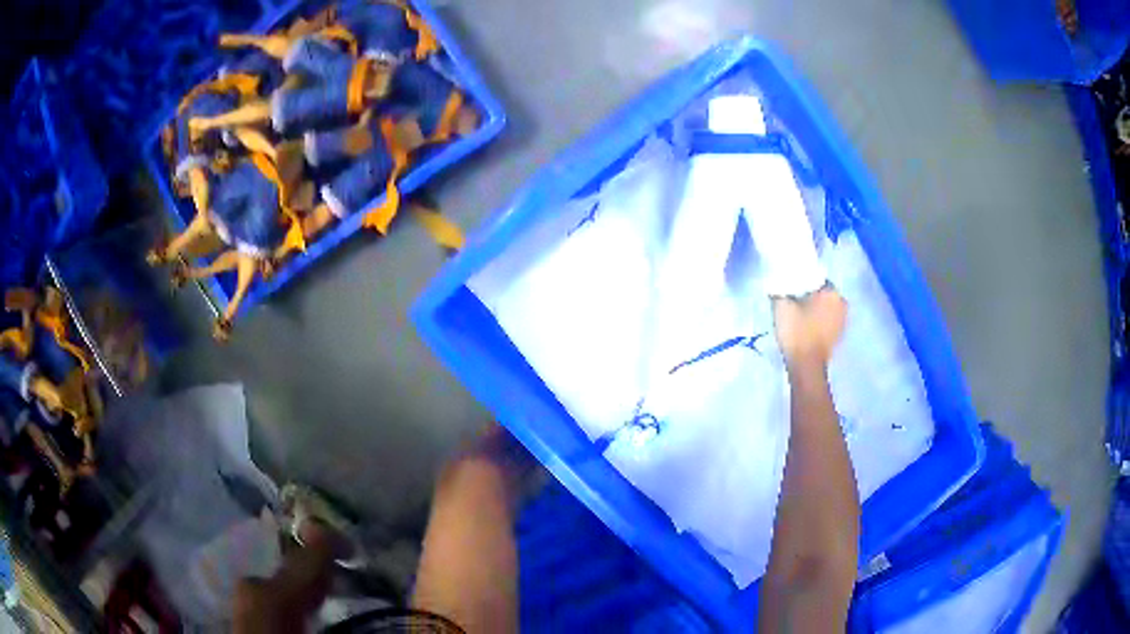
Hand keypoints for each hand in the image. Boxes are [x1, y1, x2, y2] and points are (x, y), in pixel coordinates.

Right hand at [772, 287, 846, 369]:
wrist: (806, 366)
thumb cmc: (796, 333)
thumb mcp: (782, 307)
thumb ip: (782, 290)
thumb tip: (781, 283)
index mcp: (831, 292)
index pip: (815, 277)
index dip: (802, 281)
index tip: (791, 289)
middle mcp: (842, 303)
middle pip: (822, 292)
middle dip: (810, 295)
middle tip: (795, 301)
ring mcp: (844, 320)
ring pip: (827, 306)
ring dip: (816, 308)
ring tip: (801, 315)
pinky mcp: (840, 334)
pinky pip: (829, 319)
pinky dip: (820, 320)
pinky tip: (808, 326)